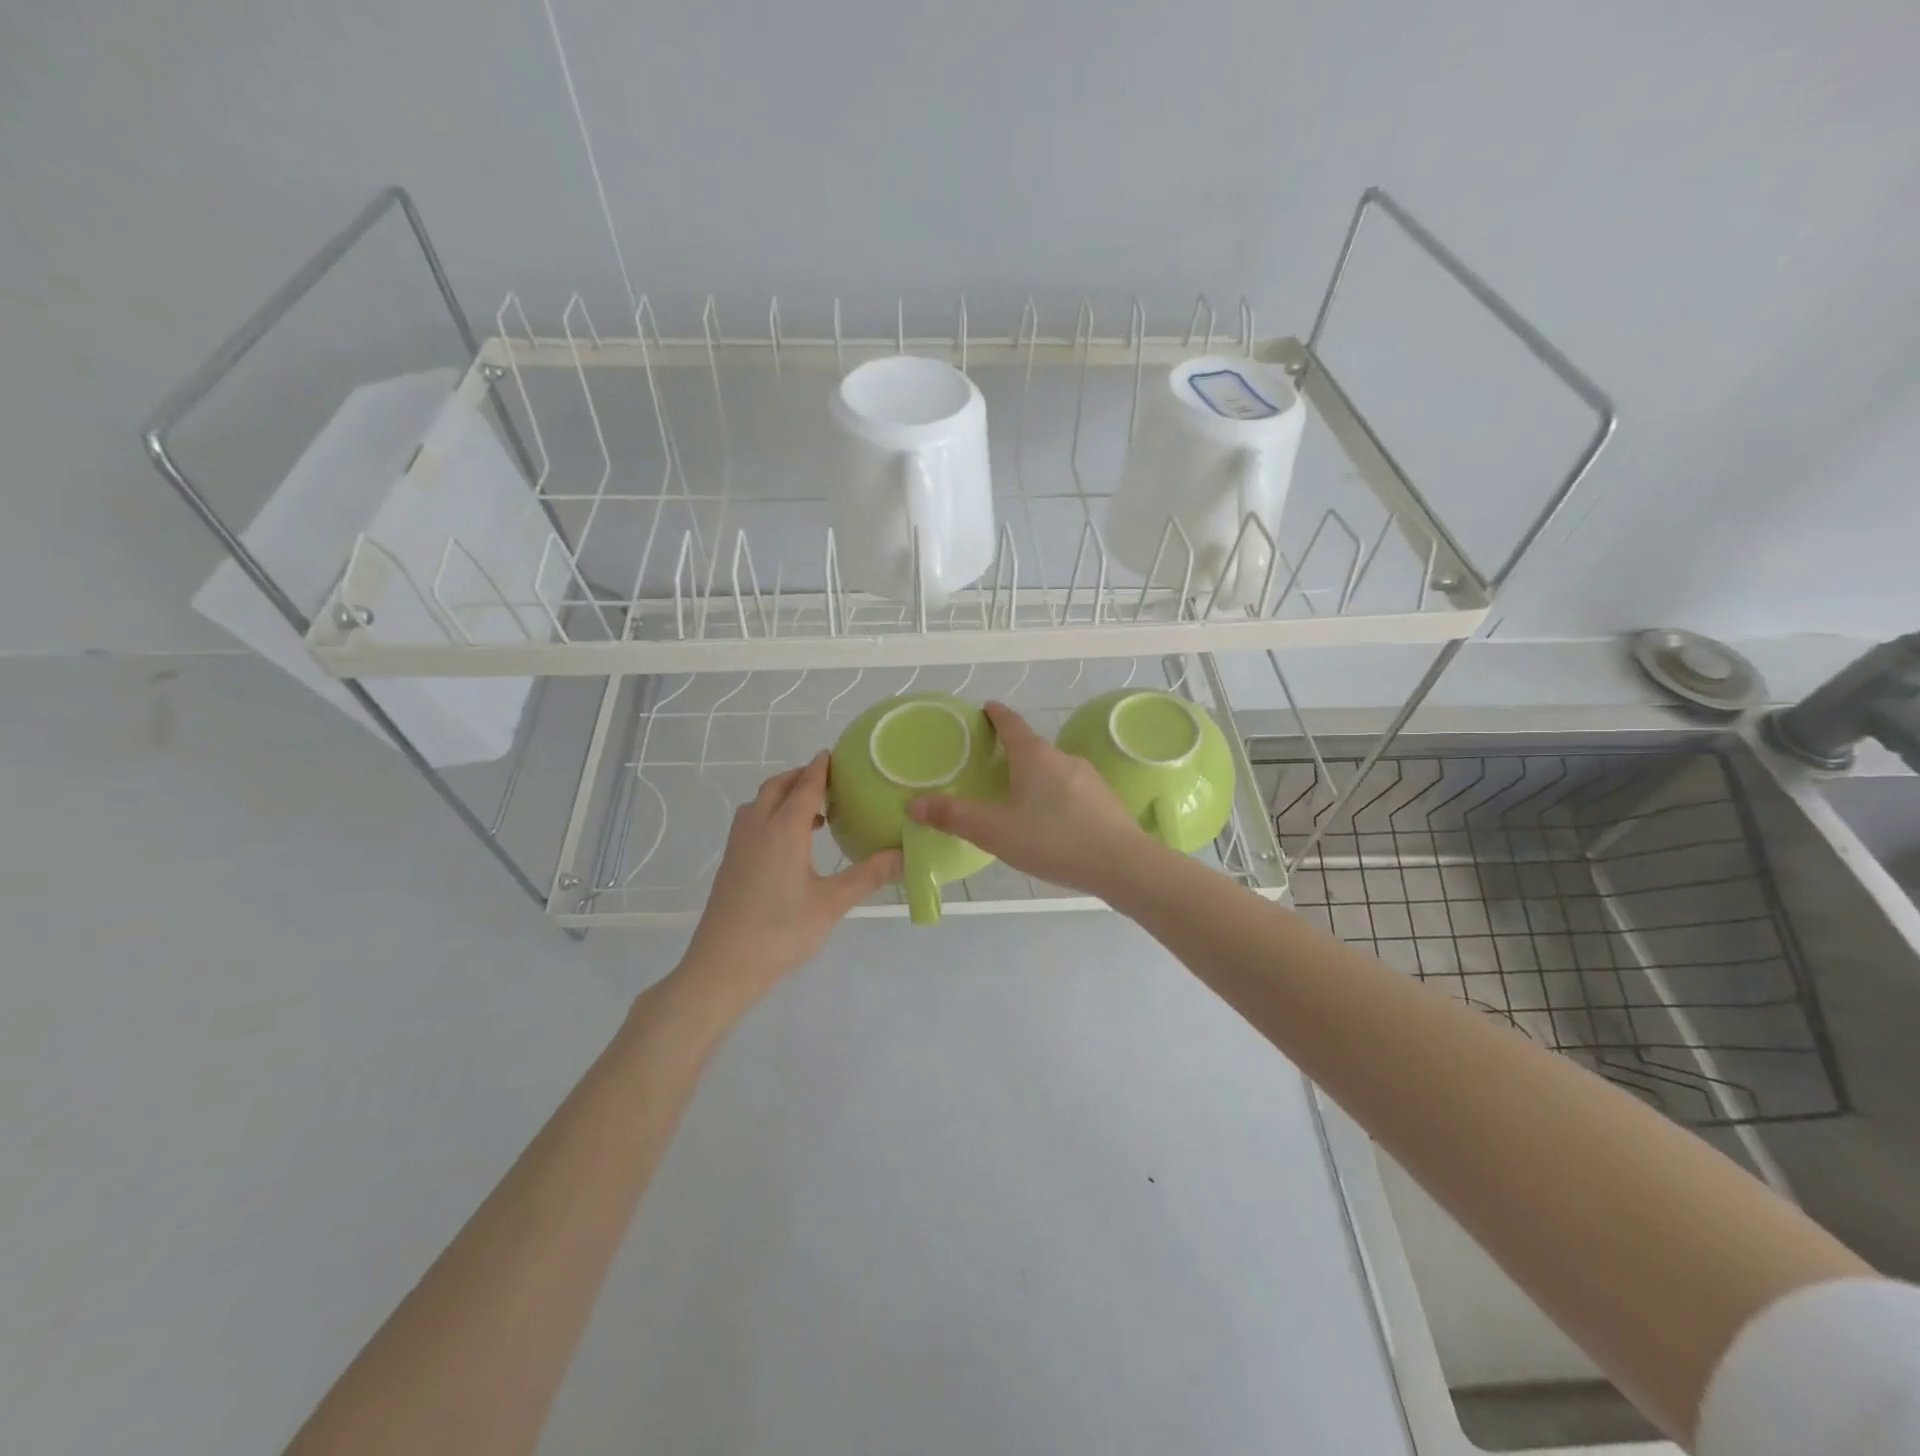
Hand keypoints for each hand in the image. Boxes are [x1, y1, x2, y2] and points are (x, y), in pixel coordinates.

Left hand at [677, 753, 897, 1008]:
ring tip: (812, 810)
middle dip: (800, 777)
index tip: (833, 754)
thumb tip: (906, 854)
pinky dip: (770, 813)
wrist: (723, 966)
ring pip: (759, 803)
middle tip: (828, 781)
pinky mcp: (730, 862)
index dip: (820, 768)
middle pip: (777, 787)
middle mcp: (757, 827)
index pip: (804, 786)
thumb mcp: (832, 903)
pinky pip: (751, 820)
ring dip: (783, 795)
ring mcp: (738, 845)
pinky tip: (790, 842)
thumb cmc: (781, 931)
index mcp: (783, 829)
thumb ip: (870, 875)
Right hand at [907, 701, 1157, 899]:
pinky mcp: (1105, 801)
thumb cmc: (1052, 840)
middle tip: (991, 765)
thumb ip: (954, 817)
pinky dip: (1055, 797)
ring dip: (1034, 777)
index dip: (996, 715)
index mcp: (1034, 756)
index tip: (986, 708)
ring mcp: (1089, 778)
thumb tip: (913, 804)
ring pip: (1053, 770)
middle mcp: (1063, 758)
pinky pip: (1071, 791)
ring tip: (1018, 799)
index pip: (1011, 724)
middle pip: (1032, 747)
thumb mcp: (995, 831)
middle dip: (1012, 752)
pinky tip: (1050, 823)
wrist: (1122, 865)